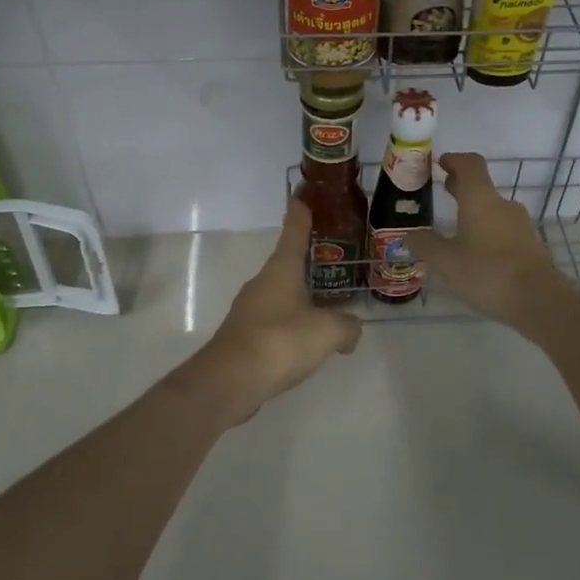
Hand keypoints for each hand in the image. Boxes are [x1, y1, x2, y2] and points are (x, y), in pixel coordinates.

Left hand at [187, 197, 362, 423]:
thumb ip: (347, 327)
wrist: (229, 381)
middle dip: (310, 263)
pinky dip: (293, 326)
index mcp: (281, 270)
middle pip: (288, 265)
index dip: (301, 215)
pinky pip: (276, 322)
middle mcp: (263, 284)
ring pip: (283, 296)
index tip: (302, 197)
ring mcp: (250, 310)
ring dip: (303, 298)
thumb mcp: (327, 332)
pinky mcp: (245, 336)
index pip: (293, 233)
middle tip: (335, 263)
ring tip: (330, 308)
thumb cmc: (279, 342)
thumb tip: (351, 330)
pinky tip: (308, 343)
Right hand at [409, 153, 579, 331]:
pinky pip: (503, 230)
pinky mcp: (530, 245)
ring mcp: (520, 225)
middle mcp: (503, 205)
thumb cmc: (487, 272)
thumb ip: (426, 245)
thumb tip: (410, 235)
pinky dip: (487, 231)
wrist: (538, 299)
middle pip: (481, 186)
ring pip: (493, 210)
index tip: (440, 163)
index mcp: (480, 199)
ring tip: (456, 228)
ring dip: (475, 212)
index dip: (454, 160)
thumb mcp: (446, 262)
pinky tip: (476, 253)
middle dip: (461, 186)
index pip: (470, 164)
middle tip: (444, 190)